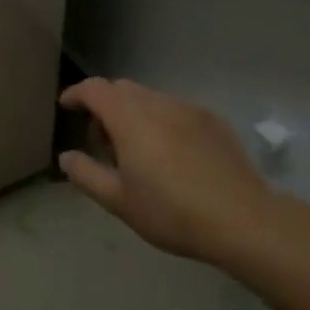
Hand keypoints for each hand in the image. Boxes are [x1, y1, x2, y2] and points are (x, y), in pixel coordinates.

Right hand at [58, 78, 284, 268]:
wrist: (243, 220)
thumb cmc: (171, 211)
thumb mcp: (118, 201)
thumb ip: (86, 174)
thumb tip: (66, 157)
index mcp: (128, 117)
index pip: (94, 89)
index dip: (76, 94)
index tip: (67, 106)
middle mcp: (156, 102)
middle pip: (121, 89)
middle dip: (105, 106)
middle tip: (104, 142)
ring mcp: (187, 108)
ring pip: (149, 98)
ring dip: (134, 113)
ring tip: (138, 151)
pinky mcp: (212, 120)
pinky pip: (174, 109)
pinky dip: (160, 120)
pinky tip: (171, 153)